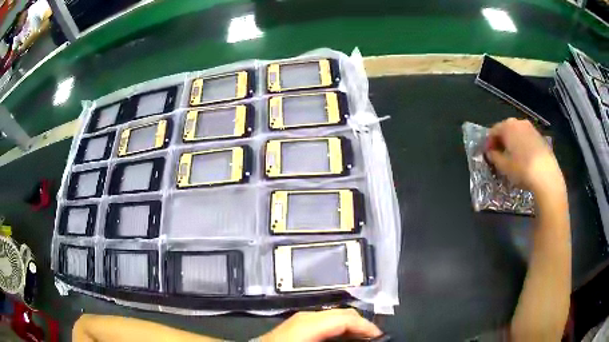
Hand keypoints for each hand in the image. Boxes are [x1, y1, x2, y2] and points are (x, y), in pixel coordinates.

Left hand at [261, 309, 381, 341]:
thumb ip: (339, 341)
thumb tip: (361, 339)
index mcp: (309, 322)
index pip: (346, 318)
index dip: (366, 326)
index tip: (380, 337)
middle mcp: (306, 316)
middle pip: (342, 314)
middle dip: (361, 326)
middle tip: (374, 339)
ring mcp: (300, 319)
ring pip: (334, 317)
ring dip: (350, 328)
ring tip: (362, 340)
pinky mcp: (297, 325)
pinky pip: (324, 323)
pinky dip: (338, 330)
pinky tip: (343, 340)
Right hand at [485, 118, 564, 194]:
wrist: (546, 175)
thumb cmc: (522, 169)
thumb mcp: (503, 166)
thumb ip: (494, 157)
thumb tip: (491, 153)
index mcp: (507, 126)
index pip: (493, 131)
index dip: (489, 143)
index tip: (487, 155)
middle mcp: (519, 122)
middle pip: (506, 130)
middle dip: (501, 141)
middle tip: (499, 155)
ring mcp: (531, 128)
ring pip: (517, 133)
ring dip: (513, 143)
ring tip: (512, 158)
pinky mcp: (540, 137)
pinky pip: (527, 138)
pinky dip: (523, 145)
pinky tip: (524, 159)